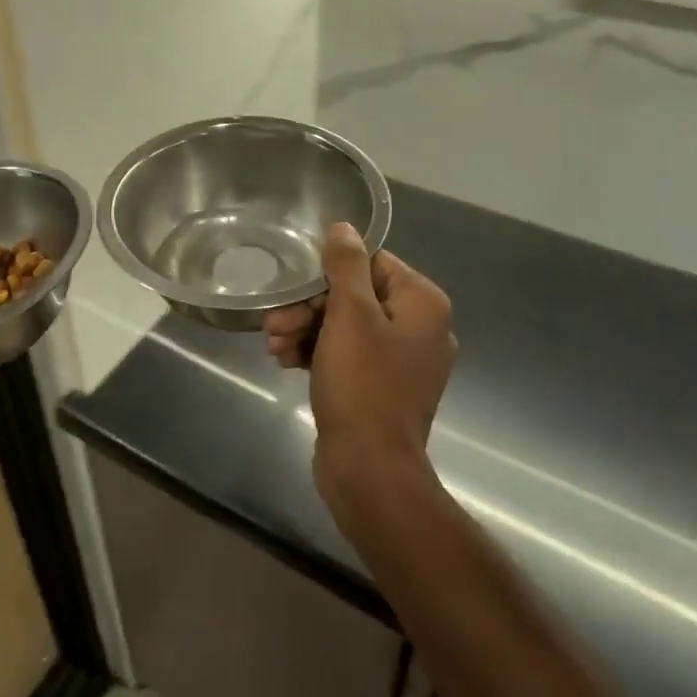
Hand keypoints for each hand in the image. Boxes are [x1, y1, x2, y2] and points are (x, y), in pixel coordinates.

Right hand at [262, 223, 455, 506]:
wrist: (370, 470)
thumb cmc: (363, 384)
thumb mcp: (350, 315)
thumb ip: (346, 265)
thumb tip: (344, 227)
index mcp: (423, 304)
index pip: (372, 263)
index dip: (328, 274)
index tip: (296, 290)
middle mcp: (419, 328)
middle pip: (355, 296)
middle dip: (309, 308)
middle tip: (274, 323)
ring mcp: (401, 361)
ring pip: (345, 327)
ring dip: (305, 330)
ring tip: (273, 346)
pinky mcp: (381, 388)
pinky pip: (347, 355)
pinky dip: (317, 354)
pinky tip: (285, 363)